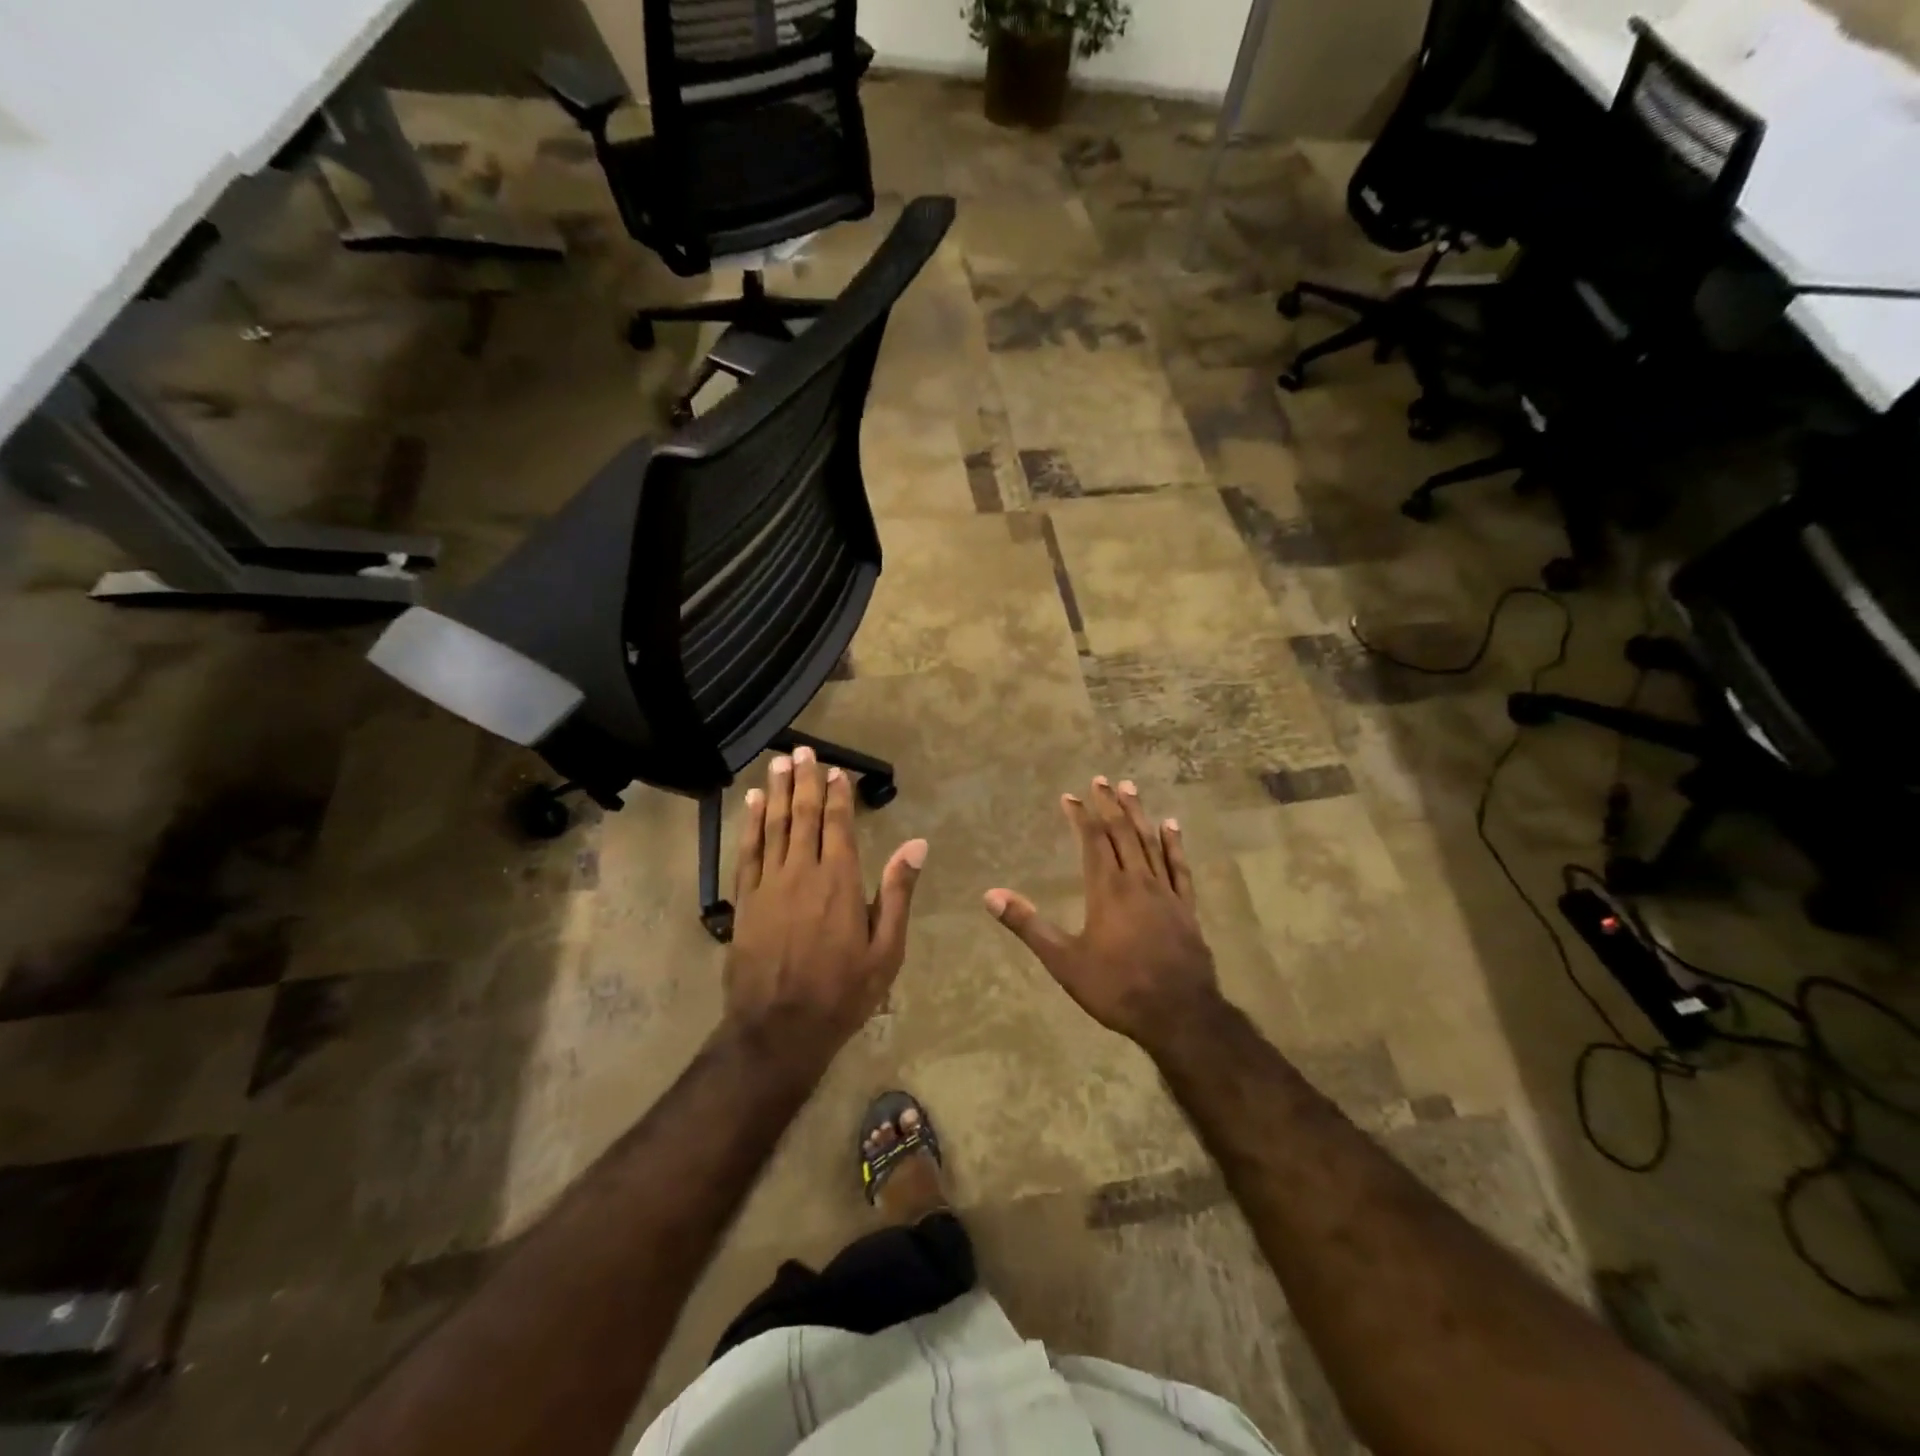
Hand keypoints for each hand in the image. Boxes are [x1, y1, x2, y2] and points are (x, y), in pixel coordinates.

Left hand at [724, 747, 926, 1073]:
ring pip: (773, 826)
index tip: (836, 770)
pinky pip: (748, 851)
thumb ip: (898, 892)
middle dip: (804, 781)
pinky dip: (750, 824)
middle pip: (803, 816)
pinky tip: (750, 803)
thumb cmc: (844, 992)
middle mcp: (803, 872)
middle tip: (802, 750)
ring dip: (775, 792)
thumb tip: (917, 844)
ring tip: (778, 763)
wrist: (780, 1029)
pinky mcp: (745, 900)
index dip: (837, 794)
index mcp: (840, 881)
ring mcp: (769, 884)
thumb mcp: (886, 949)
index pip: (839, 825)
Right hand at [984, 777, 1221, 1054]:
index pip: (1092, 840)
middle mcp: (1137, 880)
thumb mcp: (1063, 961)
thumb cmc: (1116, 987)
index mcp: (1107, 889)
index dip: (1080, 815)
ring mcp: (1165, 892)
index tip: (1070, 796)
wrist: (1179, 1015)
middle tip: (1101, 779)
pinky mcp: (1186, 907)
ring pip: (1150, 842)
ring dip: (1139, 813)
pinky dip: (1174, 844)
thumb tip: (990, 895)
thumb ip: (1028, 925)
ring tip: (1131, 788)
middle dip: (1110, 804)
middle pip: (1122, 832)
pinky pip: (1179, 867)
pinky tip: (1172, 826)